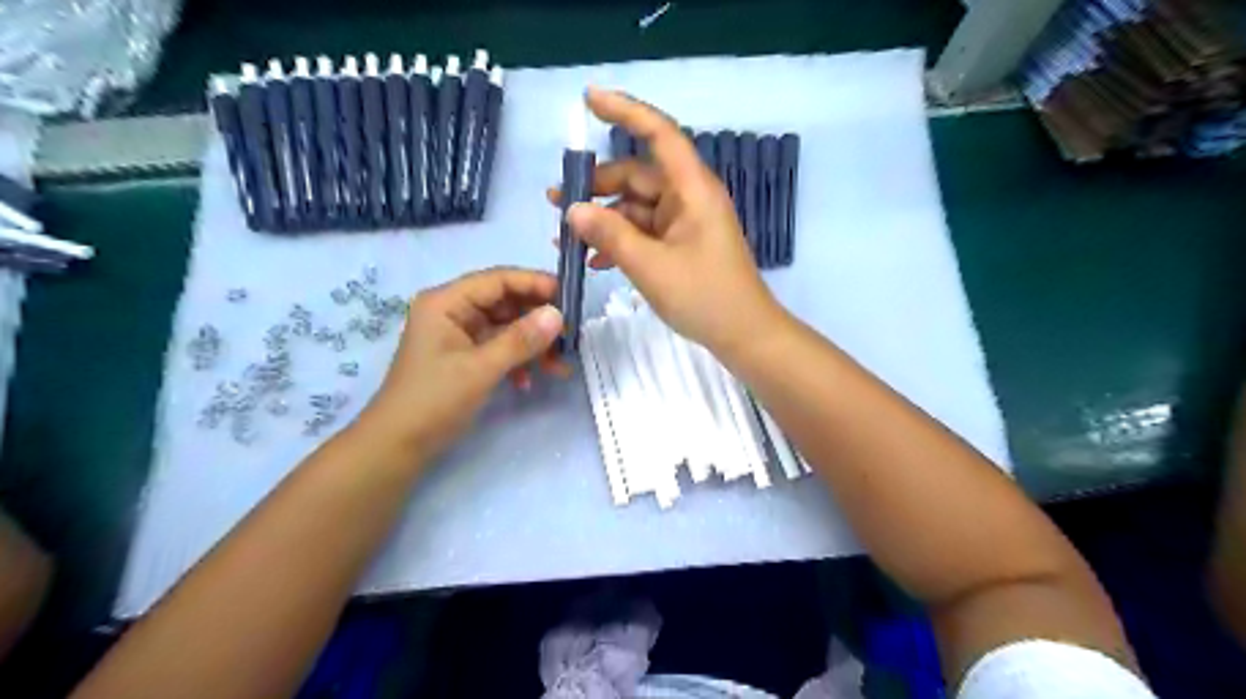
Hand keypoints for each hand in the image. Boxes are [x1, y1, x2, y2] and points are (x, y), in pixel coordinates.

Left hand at [355, 269, 559, 461]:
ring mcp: (459, 335)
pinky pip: (500, 347)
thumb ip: (521, 340)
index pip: (498, 280)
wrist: (398, 446)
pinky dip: (518, 360)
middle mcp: (453, 311)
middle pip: (505, 302)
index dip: (535, 284)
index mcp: (446, 302)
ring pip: (507, 327)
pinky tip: (530, 381)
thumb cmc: (433, 400)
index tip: (570, 297)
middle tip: (571, 336)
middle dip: (538, 320)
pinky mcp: (465, 356)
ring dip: (533, 345)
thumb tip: (558, 315)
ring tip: (560, 366)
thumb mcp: (480, 368)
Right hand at [549, 89, 779, 357]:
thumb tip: (573, 210)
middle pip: (637, 176)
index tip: (588, 99)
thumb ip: (610, 235)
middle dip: (597, 186)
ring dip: (603, 220)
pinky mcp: (682, 245)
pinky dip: (620, 240)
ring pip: (637, 207)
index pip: (658, 134)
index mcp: (691, 189)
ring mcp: (685, 223)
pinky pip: (645, 231)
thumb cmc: (705, 296)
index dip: (625, 111)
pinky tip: (594, 261)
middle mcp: (689, 197)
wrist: (744, 335)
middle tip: (555, 203)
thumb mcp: (650, 267)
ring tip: (566, 238)